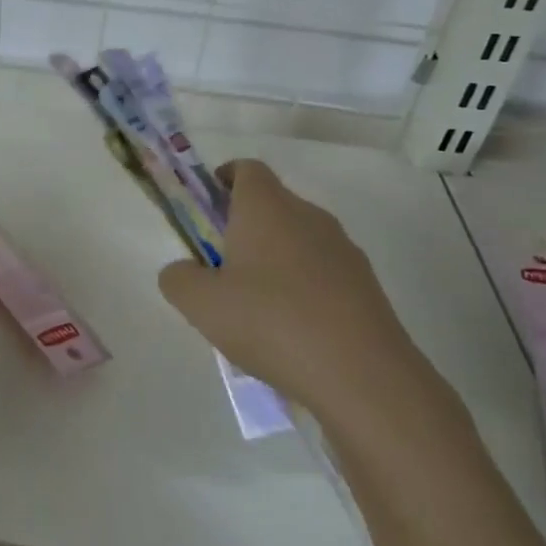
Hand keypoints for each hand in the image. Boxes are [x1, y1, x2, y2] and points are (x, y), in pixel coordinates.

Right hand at [157, 160, 454, 442]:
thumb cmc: (271, 322)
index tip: (208, 205)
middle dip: (244, 227)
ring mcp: (344, 251)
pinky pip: (323, 274)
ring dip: (275, 260)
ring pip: (299, 241)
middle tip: (221, 266)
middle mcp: (309, 216)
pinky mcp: (367, 287)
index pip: (247, 169)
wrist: (363, 376)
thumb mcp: (201, 304)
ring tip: (255, 308)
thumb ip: (178, 279)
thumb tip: (183, 271)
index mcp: (267, 208)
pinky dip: (303, 289)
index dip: (225, 179)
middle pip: (273, 205)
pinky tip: (292, 332)